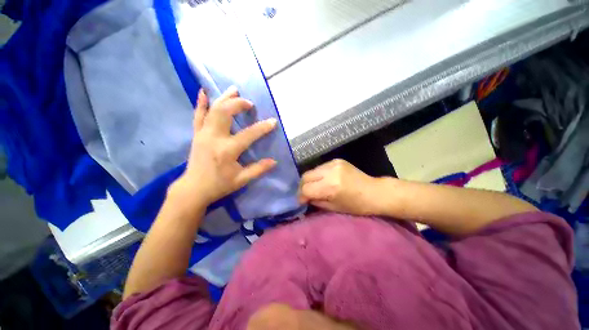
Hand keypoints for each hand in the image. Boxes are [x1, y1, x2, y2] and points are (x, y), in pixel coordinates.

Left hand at [173, 86, 277, 205]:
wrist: (193, 189)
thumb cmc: (219, 185)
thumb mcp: (242, 180)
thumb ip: (258, 169)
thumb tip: (274, 161)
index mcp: (227, 150)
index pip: (248, 134)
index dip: (262, 127)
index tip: (273, 121)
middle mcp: (214, 138)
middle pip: (225, 113)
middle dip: (238, 104)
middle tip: (249, 103)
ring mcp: (203, 134)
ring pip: (212, 110)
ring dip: (224, 98)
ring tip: (234, 90)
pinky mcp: (196, 134)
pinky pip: (198, 115)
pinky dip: (201, 102)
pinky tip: (204, 92)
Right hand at [298, 159, 381, 215]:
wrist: (375, 192)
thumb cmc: (357, 205)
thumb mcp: (334, 208)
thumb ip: (316, 201)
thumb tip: (305, 198)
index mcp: (331, 187)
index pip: (306, 189)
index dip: (301, 197)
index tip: (301, 202)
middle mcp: (330, 172)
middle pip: (305, 177)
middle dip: (302, 187)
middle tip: (305, 194)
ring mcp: (334, 164)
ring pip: (311, 171)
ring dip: (309, 180)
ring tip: (313, 187)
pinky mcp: (337, 160)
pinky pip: (320, 167)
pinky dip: (318, 175)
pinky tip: (322, 180)